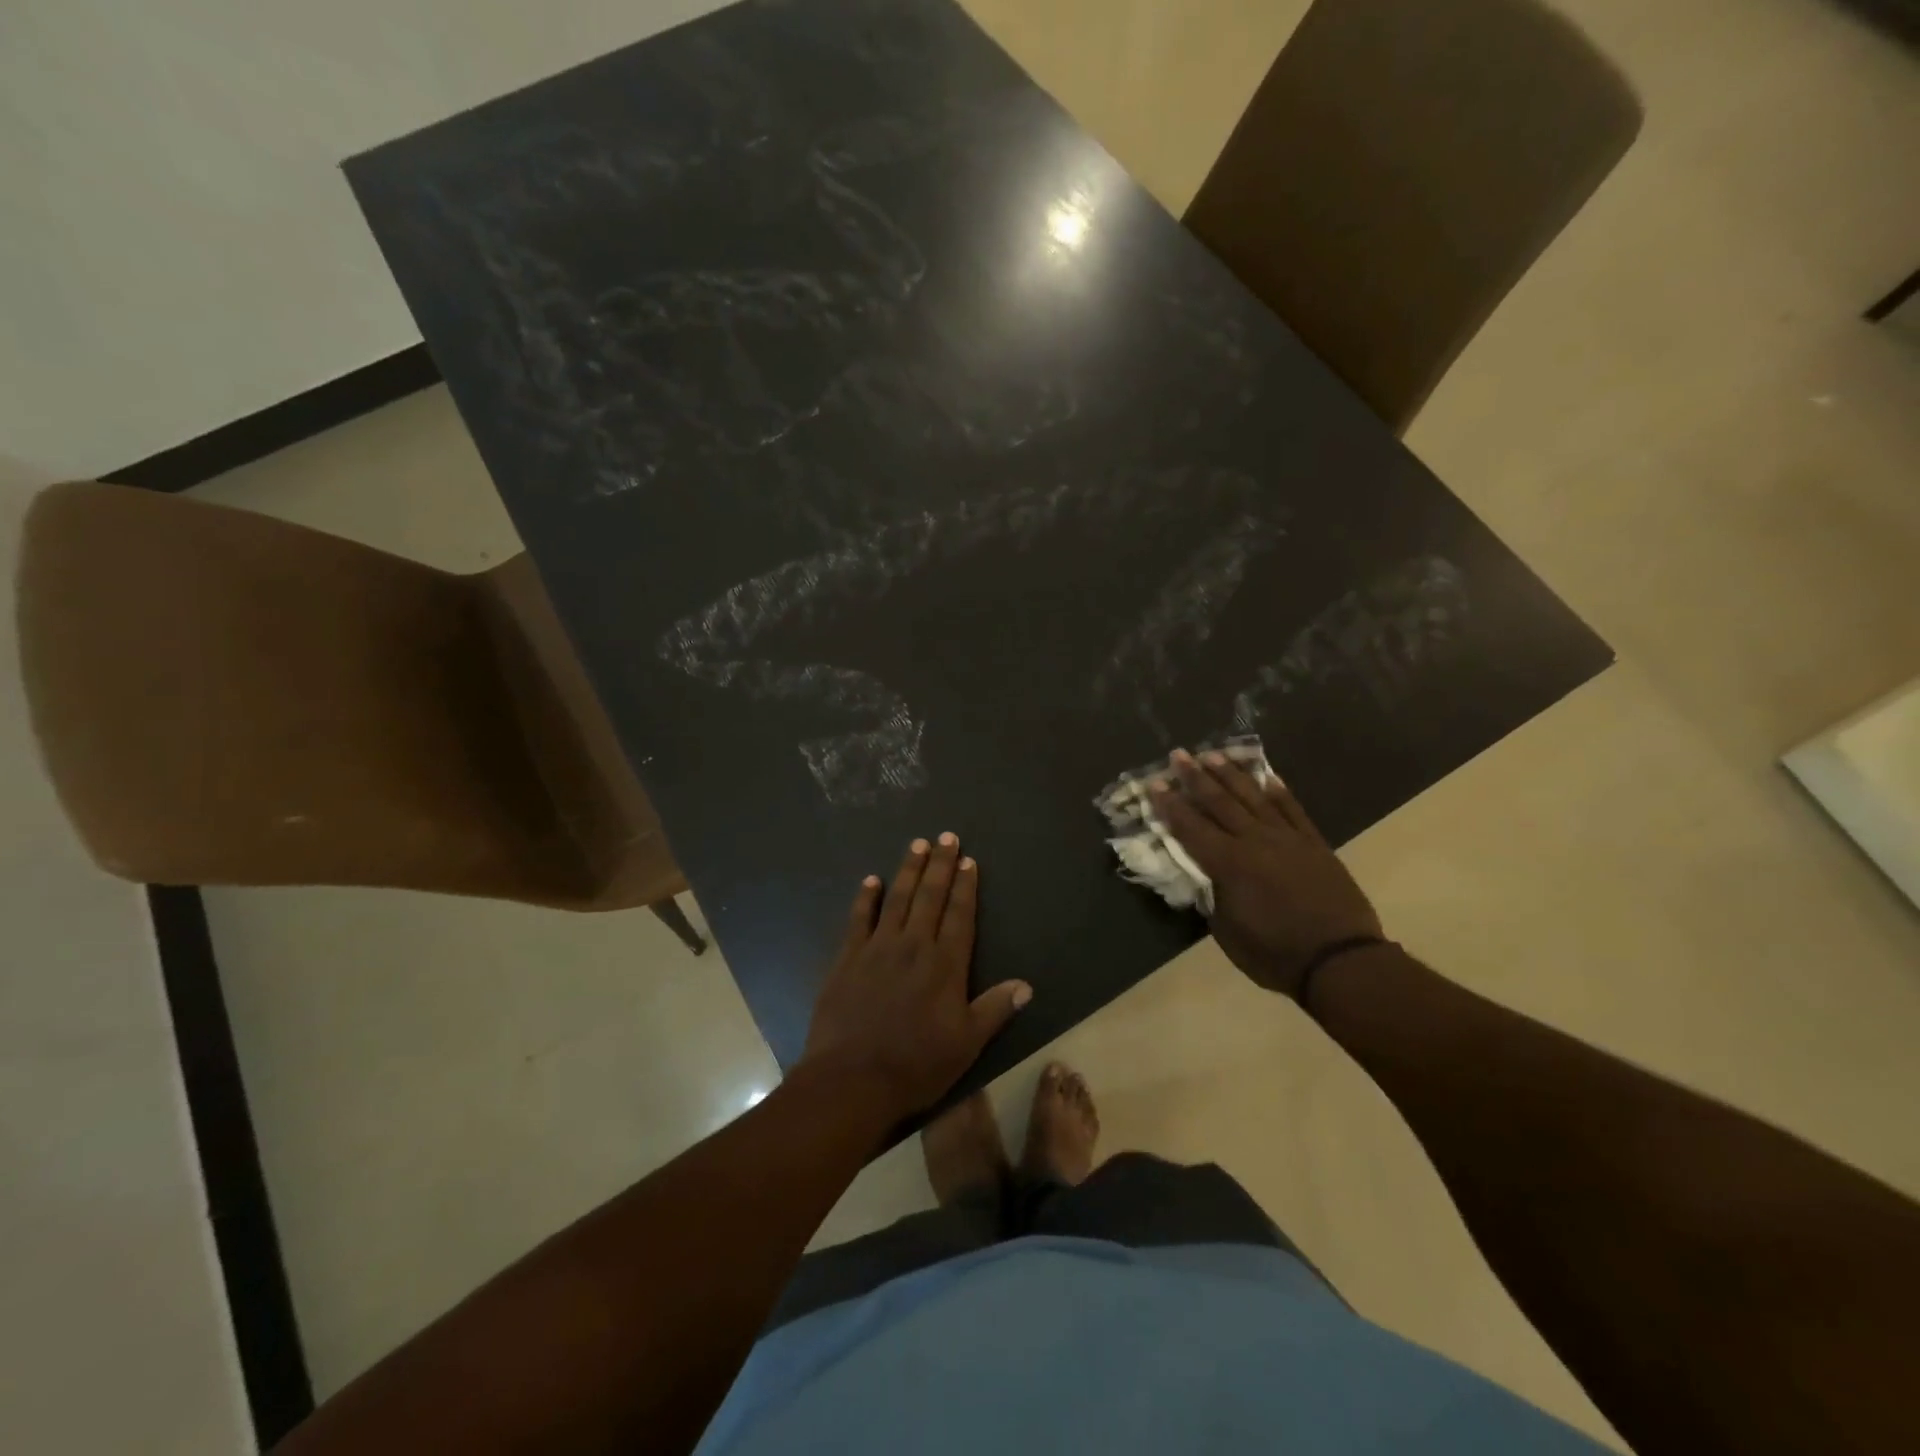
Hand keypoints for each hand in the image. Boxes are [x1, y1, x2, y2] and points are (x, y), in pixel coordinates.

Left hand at [800, 834, 1032, 1121]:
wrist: (852, 1079)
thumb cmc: (916, 1065)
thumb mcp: (966, 1044)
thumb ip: (994, 1009)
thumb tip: (1026, 985)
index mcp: (945, 964)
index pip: (959, 915)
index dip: (966, 887)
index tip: (968, 861)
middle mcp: (913, 946)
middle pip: (930, 896)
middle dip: (940, 865)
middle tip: (946, 836)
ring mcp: (878, 948)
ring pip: (897, 899)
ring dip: (908, 870)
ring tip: (916, 844)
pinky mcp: (848, 958)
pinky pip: (859, 919)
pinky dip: (865, 898)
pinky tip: (870, 880)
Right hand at [1150, 749, 1384, 1001]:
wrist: (1341, 961)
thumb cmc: (1275, 954)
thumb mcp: (1227, 932)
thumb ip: (1212, 897)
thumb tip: (1204, 878)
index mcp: (1228, 864)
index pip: (1191, 827)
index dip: (1171, 805)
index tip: (1155, 783)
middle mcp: (1254, 841)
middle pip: (1219, 803)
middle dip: (1195, 777)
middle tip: (1178, 755)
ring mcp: (1287, 838)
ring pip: (1253, 798)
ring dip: (1231, 775)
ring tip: (1213, 754)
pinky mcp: (1314, 843)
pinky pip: (1292, 809)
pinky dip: (1279, 792)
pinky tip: (1268, 776)